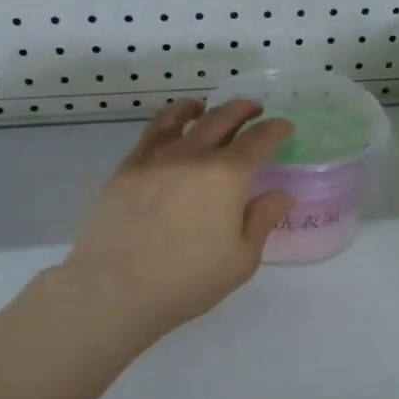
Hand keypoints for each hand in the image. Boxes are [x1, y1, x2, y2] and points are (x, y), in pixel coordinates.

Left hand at [59, 98, 294, 340]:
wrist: (114, 290)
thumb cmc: (187, 281)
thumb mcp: (241, 260)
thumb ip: (262, 220)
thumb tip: (281, 194)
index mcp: (227, 177)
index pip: (259, 140)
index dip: (276, 130)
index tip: (285, 127)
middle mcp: (193, 156)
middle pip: (223, 118)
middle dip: (243, 110)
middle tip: (254, 110)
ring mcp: (156, 159)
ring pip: (182, 118)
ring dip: (204, 108)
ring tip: (207, 108)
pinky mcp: (127, 169)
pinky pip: (151, 133)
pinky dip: (168, 121)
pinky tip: (171, 129)